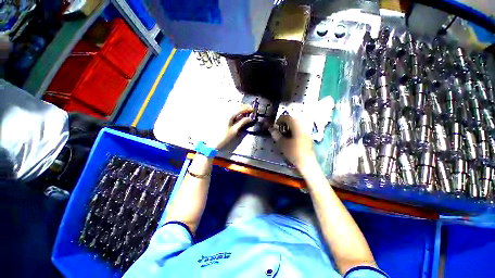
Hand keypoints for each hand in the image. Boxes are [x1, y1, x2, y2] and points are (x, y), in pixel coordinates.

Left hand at [211, 104, 253, 149]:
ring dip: (239, 107)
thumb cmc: (223, 137)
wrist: (211, 141)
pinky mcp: (219, 115)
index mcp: (229, 115)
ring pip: (232, 106)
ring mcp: (221, 112)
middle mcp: (224, 111)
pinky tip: (237, 112)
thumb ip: (242, 122)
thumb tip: (250, 118)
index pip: (240, 108)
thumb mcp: (234, 130)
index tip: (253, 110)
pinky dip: (234, 109)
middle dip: (243, 106)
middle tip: (250, 109)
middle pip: (235, 105)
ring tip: (245, 110)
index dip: (247, 108)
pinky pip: (228, 109)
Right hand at [268, 115, 315, 169]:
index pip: (288, 118)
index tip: (275, 124)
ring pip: (297, 124)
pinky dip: (294, 130)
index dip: (280, 119)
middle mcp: (303, 127)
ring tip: (284, 132)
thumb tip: (271, 128)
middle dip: (285, 122)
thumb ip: (276, 134)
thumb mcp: (282, 143)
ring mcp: (307, 132)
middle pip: (293, 120)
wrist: (306, 162)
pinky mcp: (308, 137)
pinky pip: (300, 129)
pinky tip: (291, 136)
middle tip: (279, 128)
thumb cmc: (293, 152)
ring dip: (290, 126)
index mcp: (297, 126)